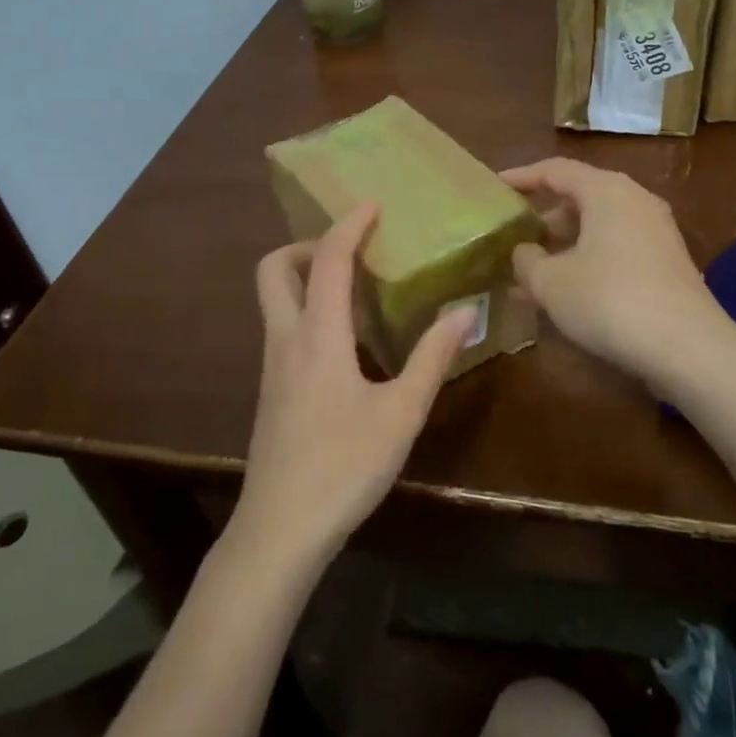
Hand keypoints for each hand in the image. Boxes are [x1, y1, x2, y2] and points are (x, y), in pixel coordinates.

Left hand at [236, 204, 474, 571]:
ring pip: (274, 299)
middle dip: (306, 245)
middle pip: (273, 270)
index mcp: (317, 336)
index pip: (326, 260)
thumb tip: (464, 312)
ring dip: (306, 277)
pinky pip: (283, 328)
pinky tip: (345, 341)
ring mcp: (272, 367)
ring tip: (355, 287)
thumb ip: (432, 359)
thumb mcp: (401, 415)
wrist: (278, 532)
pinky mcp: (271, 391)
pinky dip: (307, 310)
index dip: (348, 225)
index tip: (373, 205)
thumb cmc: (344, 468)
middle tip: (349, 250)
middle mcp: (285, 340)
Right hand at [502, 158, 727, 384]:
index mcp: (606, 191)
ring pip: (596, 230)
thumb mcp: (551, 282)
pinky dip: (585, 264)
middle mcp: (634, 201)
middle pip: (578, 199)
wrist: (688, 348)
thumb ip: (527, 260)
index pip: (556, 170)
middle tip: (511, 238)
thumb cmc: (610, 300)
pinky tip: (562, 297)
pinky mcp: (665, 265)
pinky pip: (614, 251)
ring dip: (561, 249)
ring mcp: (654, 233)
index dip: (522, 177)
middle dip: (541, 220)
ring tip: (527, 276)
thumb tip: (523, 252)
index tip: (495, 186)